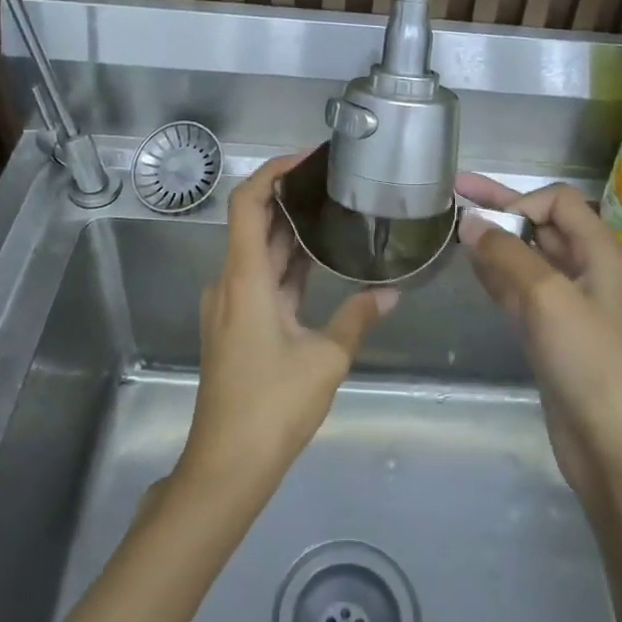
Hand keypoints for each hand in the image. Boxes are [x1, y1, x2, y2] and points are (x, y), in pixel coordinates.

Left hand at [177, 154, 396, 497]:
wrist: (228, 463)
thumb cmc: (273, 405)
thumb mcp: (326, 359)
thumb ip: (358, 317)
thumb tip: (392, 293)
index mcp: (245, 279)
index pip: (248, 203)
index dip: (273, 172)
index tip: (309, 158)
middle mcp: (231, 282)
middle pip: (254, 222)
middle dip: (291, 196)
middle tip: (335, 180)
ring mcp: (231, 305)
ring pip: (260, 252)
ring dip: (292, 231)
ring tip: (335, 209)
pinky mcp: (238, 325)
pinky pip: (263, 279)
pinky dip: (289, 264)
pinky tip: (322, 259)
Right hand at [456, 174, 621, 503]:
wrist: (616, 448)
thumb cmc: (591, 364)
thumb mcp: (549, 298)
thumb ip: (508, 255)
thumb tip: (470, 222)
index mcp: (601, 253)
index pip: (559, 203)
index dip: (521, 201)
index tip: (484, 221)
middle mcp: (587, 271)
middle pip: (542, 226)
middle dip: (501, 208)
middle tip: (455, 192)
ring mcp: (569, 305)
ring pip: (528, 258)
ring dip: (495, 242)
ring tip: (455, 229)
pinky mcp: (552, 335)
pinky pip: (520, 291)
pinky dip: (497, 276)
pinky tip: (472, 268)